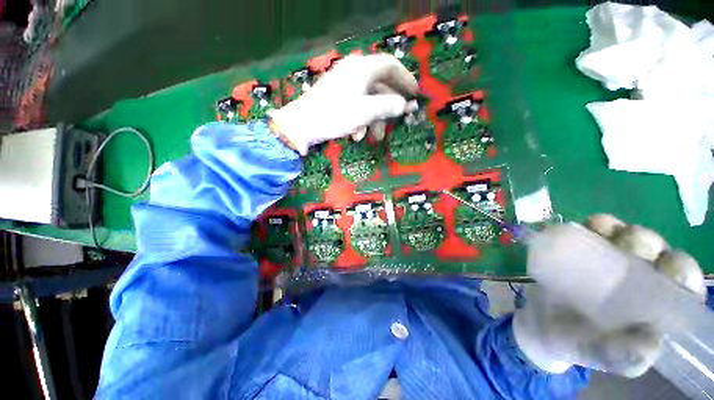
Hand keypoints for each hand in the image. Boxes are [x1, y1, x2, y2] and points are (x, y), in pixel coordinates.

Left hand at [268, 54, 418, 154]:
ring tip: (372, 137)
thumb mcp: (365, 112)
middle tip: (396, 122)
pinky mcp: (338, 97)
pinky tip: (356, 135)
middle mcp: (354, 72)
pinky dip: (361, 120)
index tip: (414, 95)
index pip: (391, 66)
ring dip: (373, 120)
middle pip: (381, 86)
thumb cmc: (335, 115)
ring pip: (369, 100)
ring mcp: (345, 85)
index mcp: (362, 68)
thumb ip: (388, 107)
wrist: (302, 125)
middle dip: (388, 108)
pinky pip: (357, 106)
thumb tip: (405, 105)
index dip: (405, 80)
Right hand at [513, 214, 704, 376]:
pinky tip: (591, 225)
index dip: (682, 272)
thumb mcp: (597, 354)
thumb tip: (650, 343)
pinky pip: (599, 230)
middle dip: (649, 244)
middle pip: (658, 253)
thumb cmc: (575, 343)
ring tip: (604, 232)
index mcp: (656, 308)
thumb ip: (620, 355)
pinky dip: (600, 224)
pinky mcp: (587, 250)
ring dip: (625, 231)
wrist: (541, 321)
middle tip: (628, 246)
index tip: (666, 266)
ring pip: (631, 238)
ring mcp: (613, 262)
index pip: (683, 285)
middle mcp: (642, 281)